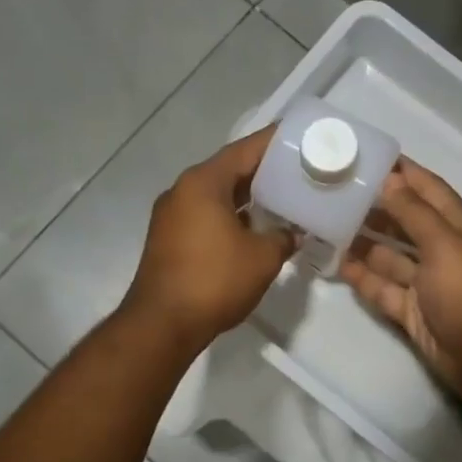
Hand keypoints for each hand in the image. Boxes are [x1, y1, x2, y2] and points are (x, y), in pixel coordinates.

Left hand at [123, 127, 295, 353]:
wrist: (162, 324)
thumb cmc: (215, 280)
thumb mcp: (263, 257)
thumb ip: (283, 237)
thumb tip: (292, 233)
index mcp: (203, 183)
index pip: (245, 150)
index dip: (274, 142)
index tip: (300, 137)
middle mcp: (183, 190)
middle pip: (229, 170)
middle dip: (264, 171)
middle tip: (298, 170)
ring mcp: (171, 215)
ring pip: (217, 195)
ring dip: (247, 197)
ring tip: (283, 199)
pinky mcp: (168, 239)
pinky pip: (206, 215)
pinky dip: (230, 216)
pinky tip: (255, 228)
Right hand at [340, 159, 461, 410]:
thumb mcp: (445, 245)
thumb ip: (414, 213)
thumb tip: (388, 180)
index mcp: (460, 228)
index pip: (429, 189)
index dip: (404, 172)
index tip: (369, 156)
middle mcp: (443, 250)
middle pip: (405, 221)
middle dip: (375, 206)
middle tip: (336, 192)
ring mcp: (426, 283)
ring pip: (389, 256)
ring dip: (363, 242)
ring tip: (327, 224)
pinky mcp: (412, 311)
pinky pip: (383, 288)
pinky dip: (363, 277)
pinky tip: (336, 264)